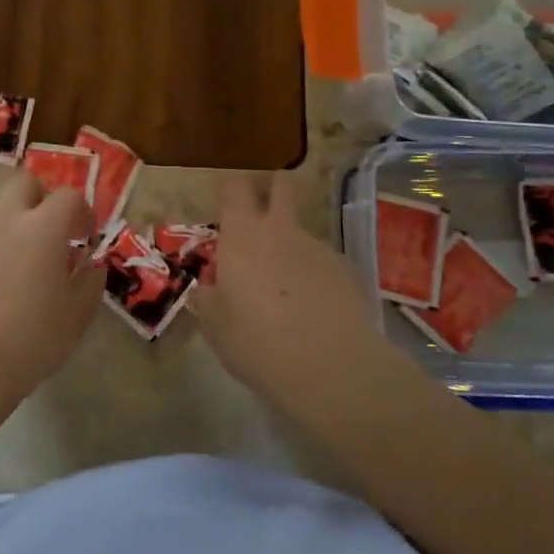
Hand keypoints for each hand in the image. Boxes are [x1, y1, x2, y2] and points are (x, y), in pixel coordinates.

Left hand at [0, 172, 103, 405]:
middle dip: (41, 198)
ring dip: (11, 210)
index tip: (84, 238)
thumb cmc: (33, 339)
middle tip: (49, 230)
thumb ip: (91, 279)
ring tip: (18, 243)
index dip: (82, 212)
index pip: (67, 196)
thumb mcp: (78, 313)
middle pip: (24, 182)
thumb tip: (92, 263)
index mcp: (43, 228)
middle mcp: (5, 217)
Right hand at [196, 172, 380, 399]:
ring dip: (291, 249)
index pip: (235, 188)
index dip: (231, 191)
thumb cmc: (257, 343)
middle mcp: (280, 230)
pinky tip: (315, 313)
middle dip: (272, 190)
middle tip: (260, 217)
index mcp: (242, 236)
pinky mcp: (346, 271)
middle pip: (280, 186)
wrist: (331, 367)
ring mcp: (318, 247)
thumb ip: (209, 300)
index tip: (227, 208)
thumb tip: (207, 290)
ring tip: (287, 293)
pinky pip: (323, 264)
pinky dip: (315, 278)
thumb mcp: (216, 328)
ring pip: (301, 232)